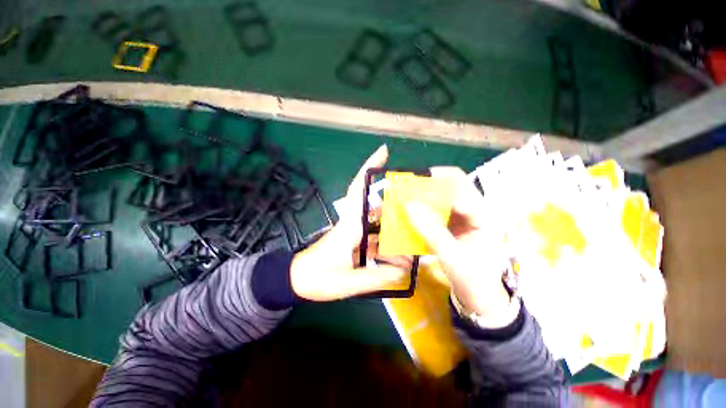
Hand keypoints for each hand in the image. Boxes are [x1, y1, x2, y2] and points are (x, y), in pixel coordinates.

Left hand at [290, 145, 407, 300]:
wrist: (296, 281)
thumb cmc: (317, 278)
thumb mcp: (346, 282)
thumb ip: (375, 277)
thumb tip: (403, 272)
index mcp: (350, 226)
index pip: (358, 190)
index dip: (369, 168)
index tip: (384, 151)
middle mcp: (353, 224)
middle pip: (377, 208)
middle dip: (396, 207)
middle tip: (417, 213)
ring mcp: (354, 233)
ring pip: (378, 227)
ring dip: (394, 236)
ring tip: (413, 247)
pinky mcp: (353, 242)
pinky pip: (374, 240)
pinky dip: (387, 248)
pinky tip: (400, 261)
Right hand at [404, 167, 518, 326]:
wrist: (478, 294)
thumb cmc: (471, 277)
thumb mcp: (450, 255)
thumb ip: (430, 230)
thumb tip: (409, 206)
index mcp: (485, 216)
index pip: (459, 189)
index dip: (435, 185)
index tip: (411, 187)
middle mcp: (477, 209)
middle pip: (454, 184)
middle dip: (430, 183)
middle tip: (408, 187)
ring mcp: (466, 214)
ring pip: (446, 193)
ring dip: (427, 193)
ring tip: (408, 196)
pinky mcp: (456, 220)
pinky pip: (440, 205)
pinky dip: (426, 205)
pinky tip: (415, 209)